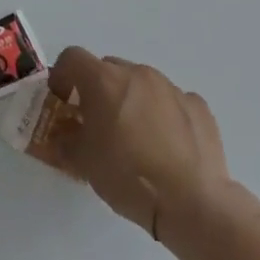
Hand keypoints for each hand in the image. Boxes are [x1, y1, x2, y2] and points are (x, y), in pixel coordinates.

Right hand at [49, 47, 235, 238]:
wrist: (192, 202)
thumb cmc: (128, 176)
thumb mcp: (83, 162)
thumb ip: (65, 140)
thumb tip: (63, 135)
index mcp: (104, 80)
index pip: (72, 58)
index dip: (61, 76)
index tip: (62, 101)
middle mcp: (137, 74)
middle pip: (108, 68)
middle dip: (98, 89)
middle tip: (97, 122)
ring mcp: (171, 88)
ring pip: (141, 83)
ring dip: (131, 100)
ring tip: (136, 137)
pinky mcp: (198, 106)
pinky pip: (171, 101)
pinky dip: (163, 114)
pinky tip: (167, 145)